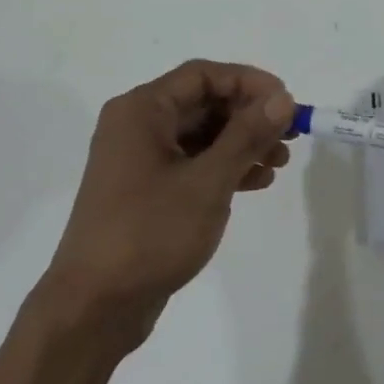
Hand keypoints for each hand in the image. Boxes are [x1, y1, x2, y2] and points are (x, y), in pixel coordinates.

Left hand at [43, 61, 294, 346]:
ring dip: (241, 143)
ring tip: (280, 163)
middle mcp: (137, 125)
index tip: (287, 103)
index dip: (249, 82)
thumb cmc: (149, 233)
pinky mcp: (146, 190)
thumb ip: (247, 135)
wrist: (93, 308)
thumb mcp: (207, 182)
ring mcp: (139, 159)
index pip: (202, 75)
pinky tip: (256, 182)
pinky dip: (224, 167)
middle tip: (290, 134)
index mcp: (141, 110)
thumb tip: (283, 98)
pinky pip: (192, 163)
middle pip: (203, 103)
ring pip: (200, 134)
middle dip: (249, 115)